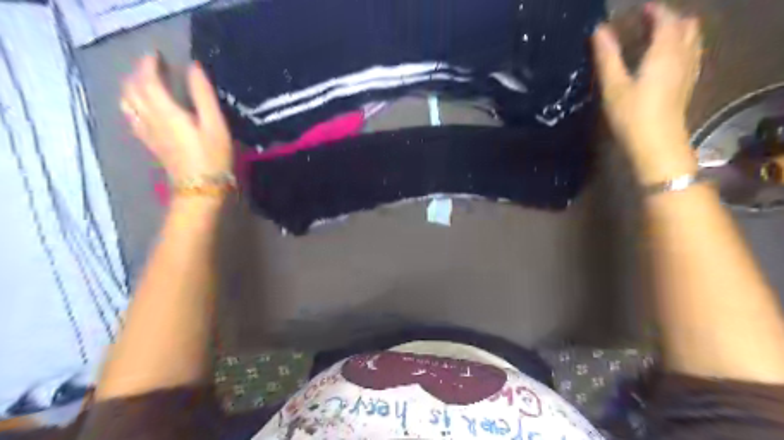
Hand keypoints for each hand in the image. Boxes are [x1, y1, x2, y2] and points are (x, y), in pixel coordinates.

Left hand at [119, 53, 230, 183]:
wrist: (200, 188)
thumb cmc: (213, 157)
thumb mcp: (216, 125)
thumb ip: (204, 95)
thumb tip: (193, 67)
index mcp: (166, 111)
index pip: (147, 79)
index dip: (149, 64)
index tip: (158, 55)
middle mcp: (150, 118)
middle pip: (132, 89)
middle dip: (138, 73)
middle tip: (153, 67)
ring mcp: (147, 132)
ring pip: (127, 102)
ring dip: (131, 87)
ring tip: (144, 82)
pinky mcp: (150, 143)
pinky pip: (131, 117)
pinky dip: (131, 104)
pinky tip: (141, 107)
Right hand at [592, 2, 701, 184]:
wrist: (656, 144)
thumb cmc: (631, 114)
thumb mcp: (613, 86)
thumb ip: (607, 57)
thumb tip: (598, 31)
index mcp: (664, 51)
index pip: (665, 19)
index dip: (652, 11)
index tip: (636, 11)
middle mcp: (682, 55)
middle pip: (685, 25)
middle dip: (668, 19)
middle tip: (645, 24)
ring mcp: (689, 71)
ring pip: (691, 40)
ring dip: (676, 32)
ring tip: (654, 39)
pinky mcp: (687, 85)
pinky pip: (690, 55)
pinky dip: (680, 48)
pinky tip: (664, 60)